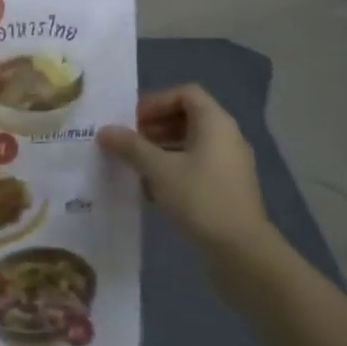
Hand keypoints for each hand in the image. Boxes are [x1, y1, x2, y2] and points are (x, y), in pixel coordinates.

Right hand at [97, 85, 272, 262]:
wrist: (242, 252)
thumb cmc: (200, 199)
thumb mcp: (158, 169)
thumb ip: (130, 146)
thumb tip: (104, 131)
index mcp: (215, 123)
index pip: (185, 93)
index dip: (156, 101)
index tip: (133, 121)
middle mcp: (226, 137)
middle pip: (187, 117)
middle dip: (154, 126)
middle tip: (127, 142)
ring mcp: (229, 164)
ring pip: (190, 143)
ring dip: (160, 149)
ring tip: (134, 165)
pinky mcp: (227, 188)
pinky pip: (196, 166)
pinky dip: (173, 169)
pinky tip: (151, 190)